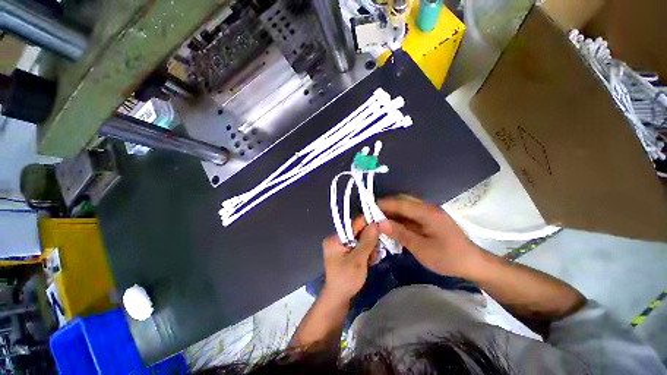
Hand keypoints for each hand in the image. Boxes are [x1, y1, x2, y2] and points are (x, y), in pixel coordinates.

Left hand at [322, 220, 378, 303]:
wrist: (338, 299)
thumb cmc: (346, 279)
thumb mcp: (358, 259)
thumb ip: (367, 241)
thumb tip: (376, 224)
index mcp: (335, 238)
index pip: (354, 225)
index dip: (368, 223)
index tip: (382, 223)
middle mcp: (337, 239)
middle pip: (357, 232)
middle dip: (370, 238)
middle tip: (379, 246)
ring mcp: (341, 247)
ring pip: (360, 240)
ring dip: (370, 246)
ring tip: (374, 257)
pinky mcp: (346, 254)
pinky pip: (359, 247)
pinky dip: (366, 252)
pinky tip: (371, 259)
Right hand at [378, 195, 482, 278]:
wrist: (473, 264)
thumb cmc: (448, 258)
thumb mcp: (422, 249)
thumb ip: (400, 233)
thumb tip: (380, 223)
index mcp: (427, 213)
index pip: (400, 203)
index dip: (383, 204)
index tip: (368, 208)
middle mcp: (428, 208)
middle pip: (402, 200)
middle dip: (386, 206)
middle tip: (372, 215)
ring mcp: (429, 212)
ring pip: (405, 206)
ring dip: (392, 211)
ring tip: (378, 219)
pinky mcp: (429, 218)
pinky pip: (410, 213)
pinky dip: (399, 217)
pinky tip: (392, 224)